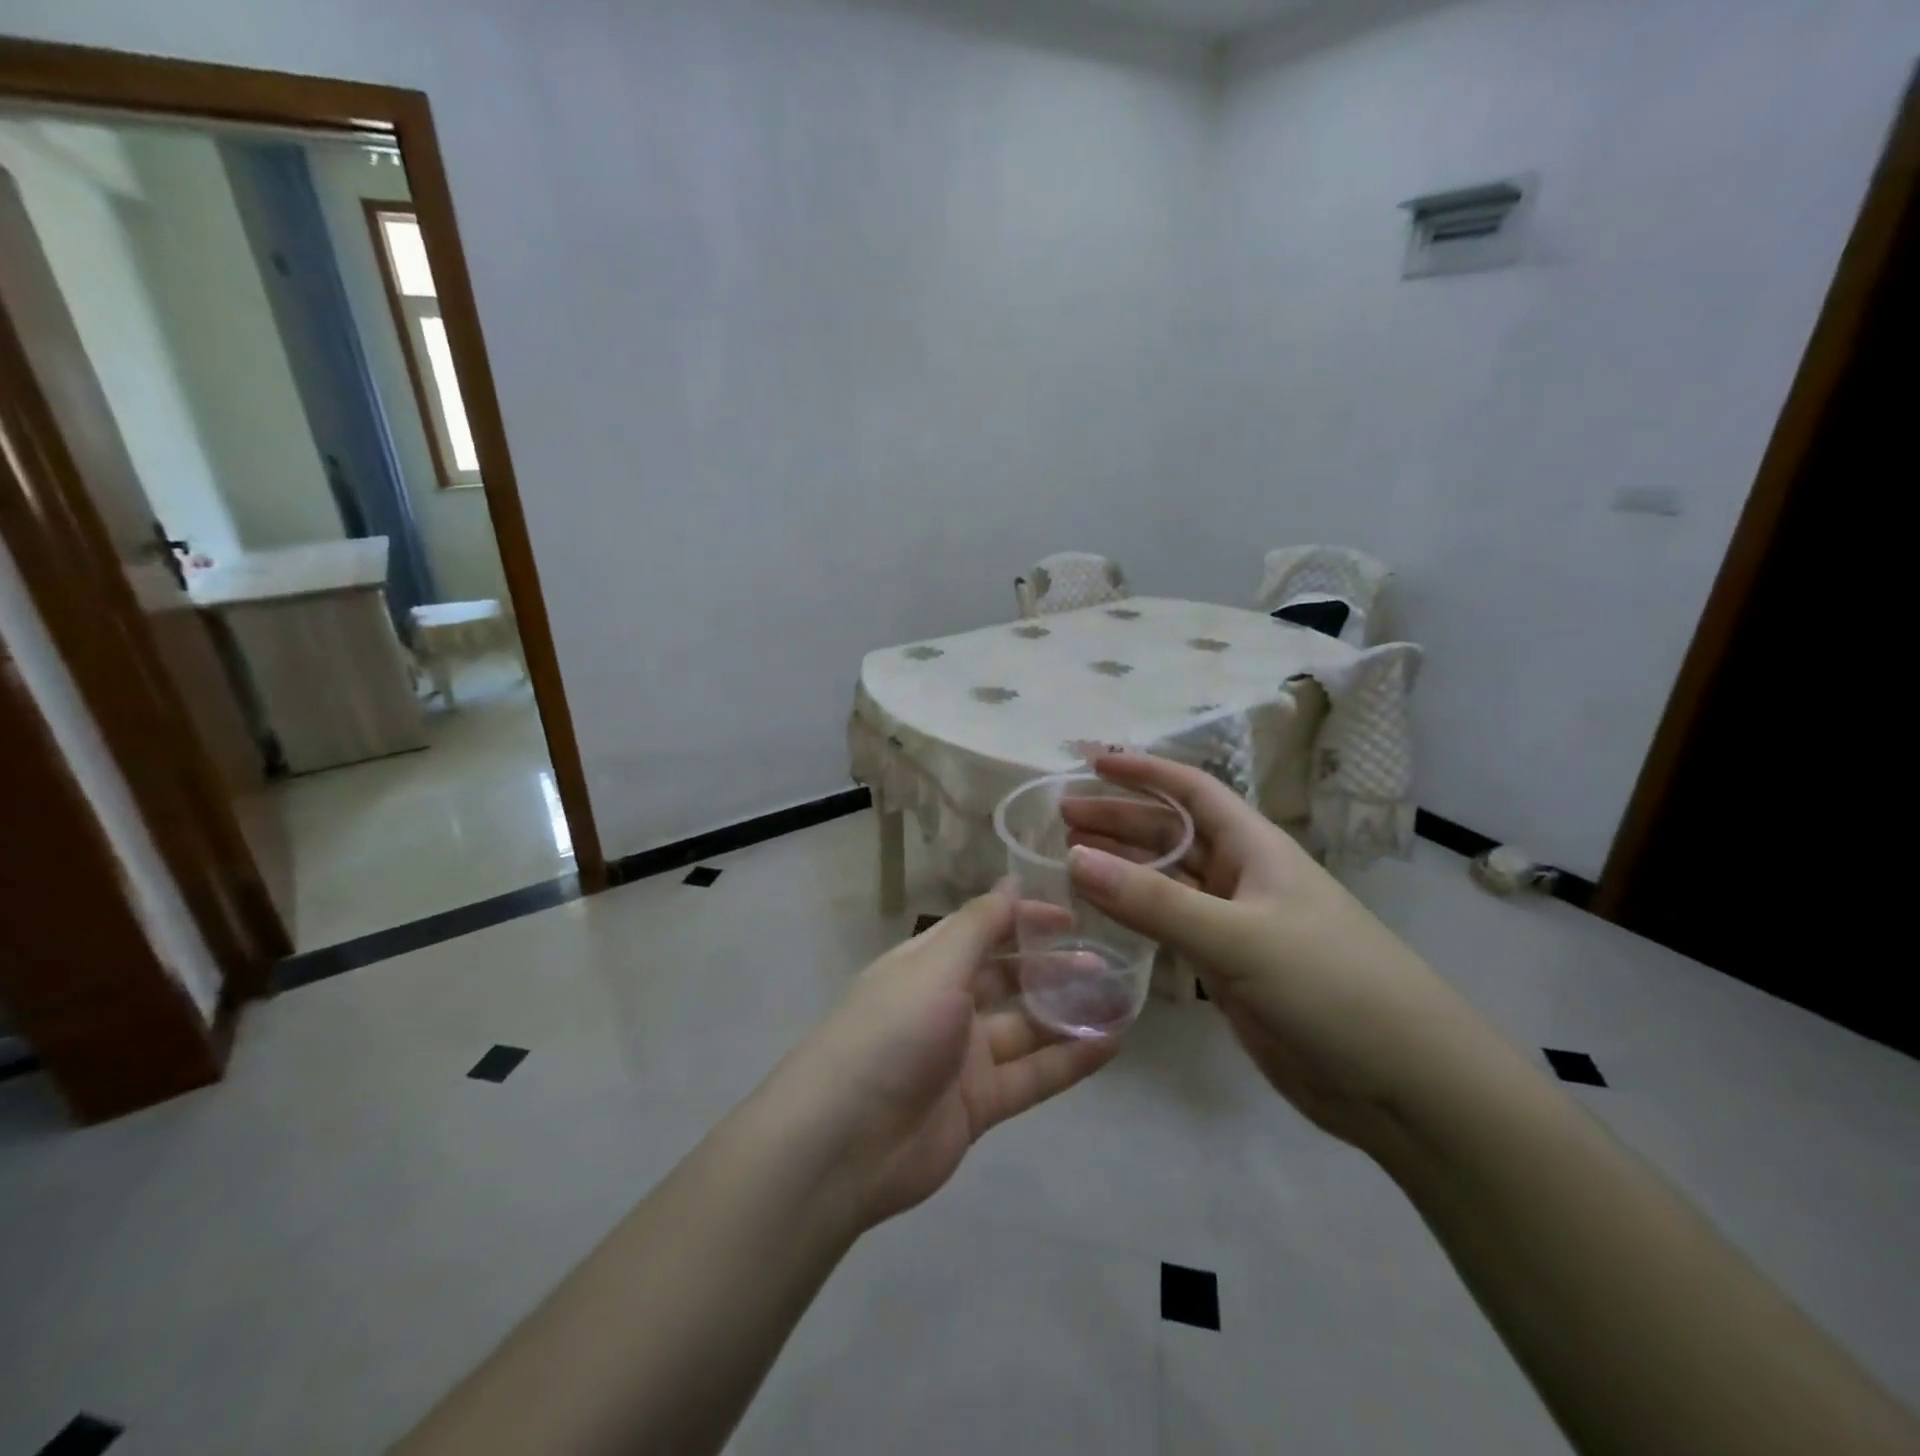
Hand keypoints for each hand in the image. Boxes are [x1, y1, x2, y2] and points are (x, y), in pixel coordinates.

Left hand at [773, 890, 1118, 1230]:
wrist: (843, 1143)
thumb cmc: (891, 1032)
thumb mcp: (935, 966)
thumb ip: (979, 925)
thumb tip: (1011, 881)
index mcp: (928, 964)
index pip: (983, 930)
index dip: (1025, 920)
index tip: (1072, 917)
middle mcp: (946, 1004)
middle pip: (1008, 978)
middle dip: (1053, 968)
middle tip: (1104, 963)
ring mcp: (963, 1056)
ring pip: (1026, 1028)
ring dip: (1068, 1014)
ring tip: (1120, 1002)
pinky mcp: (978, 1104)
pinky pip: (1031, 1076)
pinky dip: (1068, 1061)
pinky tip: (1109, 1046)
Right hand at [1062, 752, 1474, 1147]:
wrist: (1403, 1083)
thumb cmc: (1330, 986)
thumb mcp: (1238, 937)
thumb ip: (1154, 900)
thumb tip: (1074, 857)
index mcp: (1256, 848)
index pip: (1192, 791)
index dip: (1144, 771)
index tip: (1092, 762)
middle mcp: (1244, 877)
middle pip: (1172, 834)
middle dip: (1120, 820)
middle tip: (1062, 820)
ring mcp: (1236, 925)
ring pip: (1168, 882)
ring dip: (1123, 867)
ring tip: (1068, 860)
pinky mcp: (1230, 969)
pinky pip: (1172, 928)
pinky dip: (1136, 916)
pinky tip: (1103, 915)